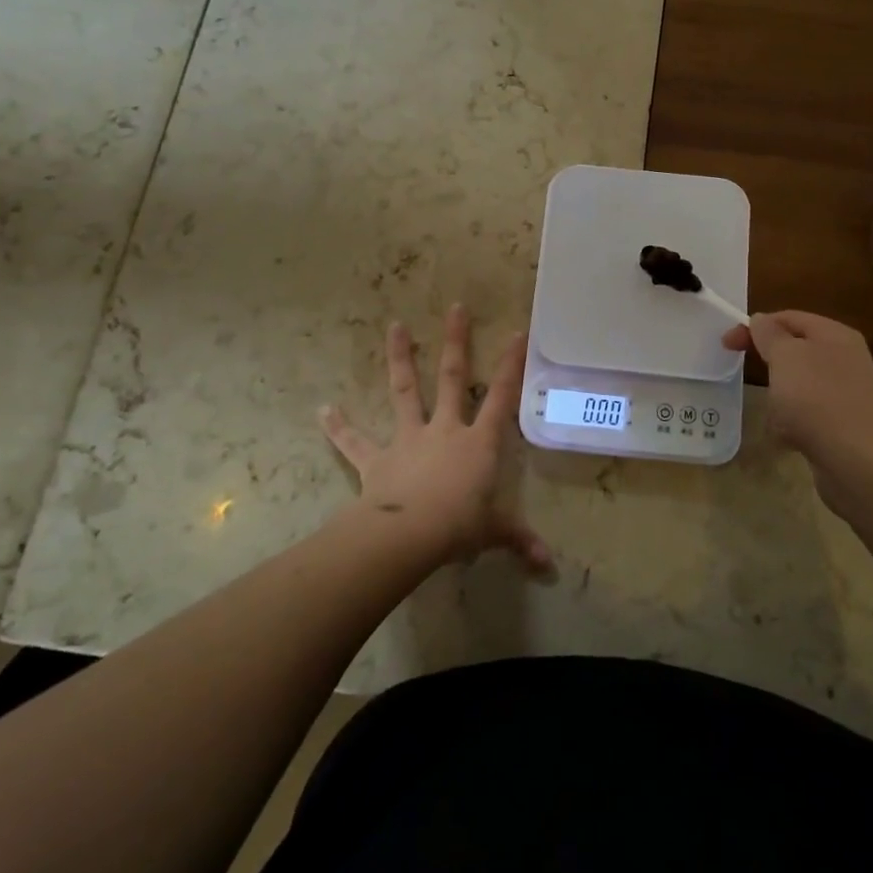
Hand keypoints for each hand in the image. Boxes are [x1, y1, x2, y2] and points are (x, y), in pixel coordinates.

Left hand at [320, 304, 551, 573]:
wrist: (408, 535)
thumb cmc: (459, 526)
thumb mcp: (494, 531)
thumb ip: (519, 540)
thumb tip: (550, 565)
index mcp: (478, 441)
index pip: (501, 397)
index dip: (510, 366)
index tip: (516, 333)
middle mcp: (445, 429)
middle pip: (452, 377)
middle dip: (455, 342)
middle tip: (455, 307)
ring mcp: (409, 439)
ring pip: (405, 392)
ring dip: (400, 359)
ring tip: (394, 326)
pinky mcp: (377, 459)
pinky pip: (355, 442)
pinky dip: (339, 427)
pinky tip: (322, 410)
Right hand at [723, 311, 872, 522]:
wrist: (861, 466)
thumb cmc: (818, 401)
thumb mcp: (786, 357)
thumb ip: (770, 334)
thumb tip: (761, 319)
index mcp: (835, 335)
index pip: (789, 317)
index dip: (756, 326)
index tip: (726, 344)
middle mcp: (846, 359)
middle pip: (795, 351)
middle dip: (770, 363)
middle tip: (747, 374)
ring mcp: (847, 394)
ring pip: (798, 384)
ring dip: (779, 397)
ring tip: (776, 414)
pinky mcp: (844, 425)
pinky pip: (808, 415)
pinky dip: (793, 423)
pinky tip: (789, 439)